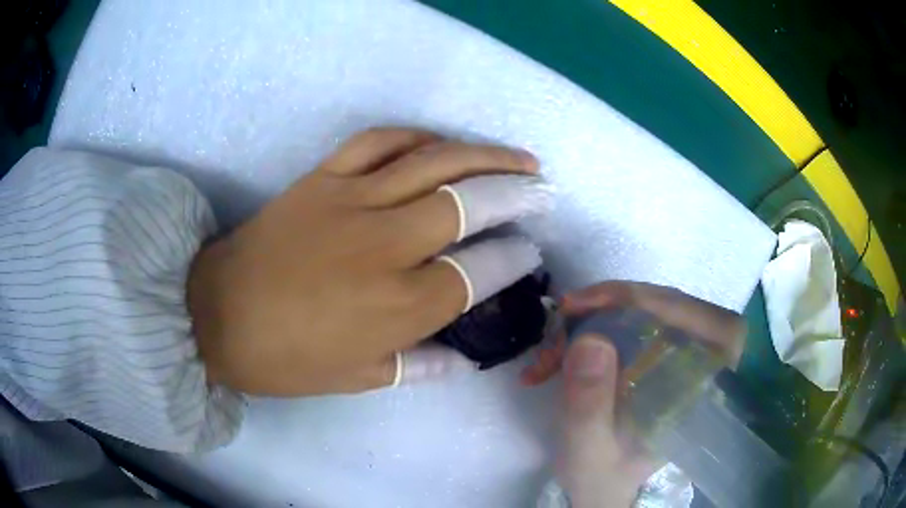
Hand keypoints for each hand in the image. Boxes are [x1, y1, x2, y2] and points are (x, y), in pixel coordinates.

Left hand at [187, 128, 551, 395]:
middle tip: (543, 192)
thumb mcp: (356, 379)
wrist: (213, 314)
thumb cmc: (285, 359)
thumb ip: (418, 364)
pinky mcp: (322, 179)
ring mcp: (351, 202)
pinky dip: (416, 136)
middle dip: (517, 195)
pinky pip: (378, 142)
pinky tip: (440, 142)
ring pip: (434, 163)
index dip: (514, 259)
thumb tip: (465, 356)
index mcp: (397, 308)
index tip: (531, 251)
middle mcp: (385, 247)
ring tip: (518, 158)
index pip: (478, 273)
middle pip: (469, 205)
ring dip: (484, 157)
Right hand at [525, 281, 744, 507]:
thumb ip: (590, 406)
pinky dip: (591, 329)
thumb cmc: (603, 475)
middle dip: (605, 308)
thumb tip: (588, 340)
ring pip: (642, 310)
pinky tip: (561, 351)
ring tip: (552, 347)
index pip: (690, 316)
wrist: (603, 485)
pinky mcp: (656, 353)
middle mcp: (699, 361)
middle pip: (662, 305)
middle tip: (558, 324)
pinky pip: (629, 322)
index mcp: (702, 385)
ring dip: (593, 319)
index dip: (639, 299)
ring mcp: (678, 353)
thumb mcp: (590, 451)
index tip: (579, 305)